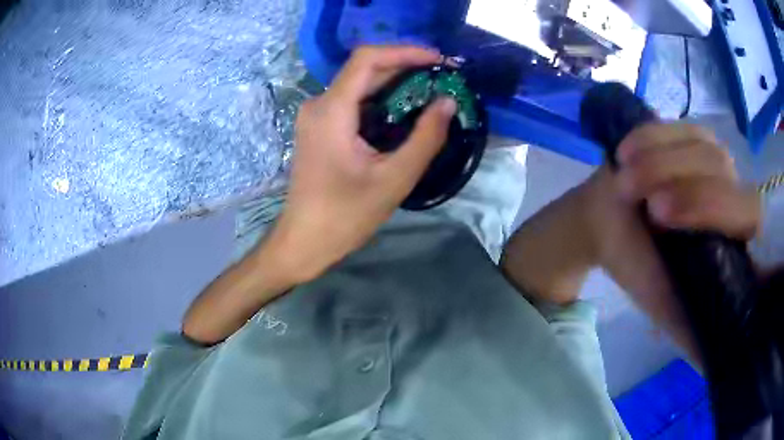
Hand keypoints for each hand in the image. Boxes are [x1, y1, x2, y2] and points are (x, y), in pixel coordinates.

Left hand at [264, 46, 456, 283]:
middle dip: (406, 66)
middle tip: (443, 76)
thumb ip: (425, 138)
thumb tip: (447, 102)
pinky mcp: (320, 127)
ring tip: (432, 91)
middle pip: (365, 69)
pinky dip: (382, 100)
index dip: (406, 51)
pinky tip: (406, 110)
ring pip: (360, 84)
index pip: (368, 59)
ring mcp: (316, 115)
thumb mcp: (394, 179)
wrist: (304, 240)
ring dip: (396, 83)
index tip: (439, 60)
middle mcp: (319, 104)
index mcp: (332, 110)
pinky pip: (354, 101)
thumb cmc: (345, 216)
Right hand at [585, 122, 760, 356]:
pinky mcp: (688, 132)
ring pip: (700, 146)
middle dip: (682, 182)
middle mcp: (732, 191)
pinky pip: (675, 125)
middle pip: (721, 170)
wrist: (607, 221)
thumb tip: (711, 362)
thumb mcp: (662, 303)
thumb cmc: (637, 263)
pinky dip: (649, 136)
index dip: (713, 208)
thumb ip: (689, 329)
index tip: (661, 216)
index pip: (748, 214)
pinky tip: (626, 153)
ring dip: (659, 160)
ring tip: (625, 180)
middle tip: (641, 201)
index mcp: (734, 237)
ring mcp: (712, 156)